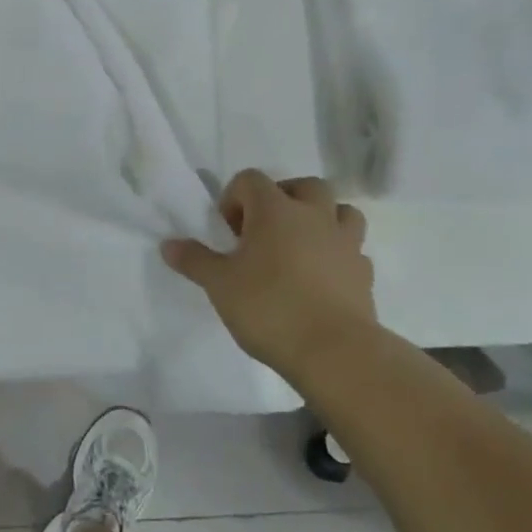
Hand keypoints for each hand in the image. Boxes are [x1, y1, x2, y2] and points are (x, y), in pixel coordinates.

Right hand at [163, 171, 376, 382]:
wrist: (335, 352)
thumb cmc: (269, 307)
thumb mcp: (219, 285)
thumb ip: (195, 260)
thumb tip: (168, 244)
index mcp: (275, 210)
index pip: (250, 179)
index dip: (233, 199)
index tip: (228, 233)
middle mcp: (314, 216)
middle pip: (303, 186)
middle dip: (282, 199)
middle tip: (263, 231)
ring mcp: (345, 243)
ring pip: (340, 211)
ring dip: (320, 219)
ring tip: (300, 247)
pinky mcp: (364, 274)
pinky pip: (352, 250)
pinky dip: (337, 255)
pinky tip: (321, 279)